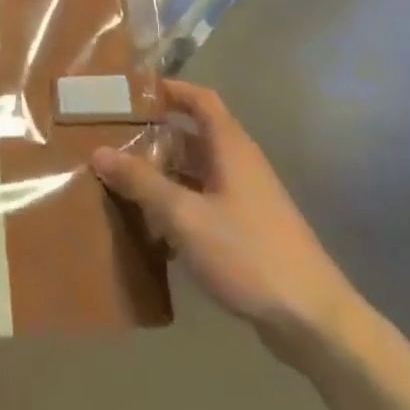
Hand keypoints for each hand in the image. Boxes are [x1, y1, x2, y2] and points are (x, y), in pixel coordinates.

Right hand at [92, 79, 361, 366]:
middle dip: (154, 136)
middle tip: (111, 139)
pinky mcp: (245, 231)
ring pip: (195, 173)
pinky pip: (202, 203)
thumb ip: (141, 182)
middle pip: (193, 136)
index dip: (170, 89)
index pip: (200, 100)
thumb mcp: (184, 215)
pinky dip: (176, 206)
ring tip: (119, 180)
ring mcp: (245, 200)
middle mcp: (239, 166)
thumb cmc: (247, 253)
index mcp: (231, 148)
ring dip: (162, 174)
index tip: (132, 91)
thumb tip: (99, 151)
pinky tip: (149, 227)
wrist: (311, 319)